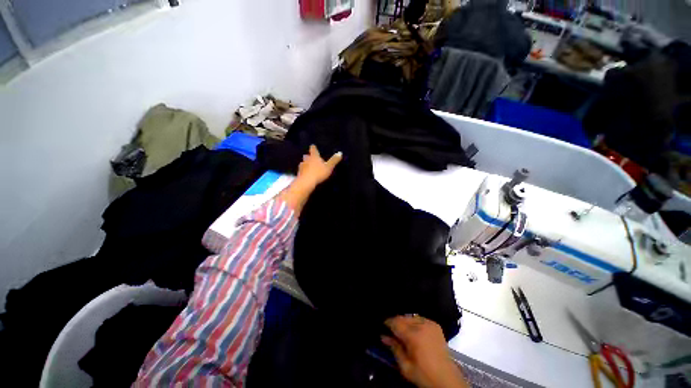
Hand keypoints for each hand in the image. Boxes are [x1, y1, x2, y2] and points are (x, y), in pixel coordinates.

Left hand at [296, 145, 341, 187]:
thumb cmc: (319, 173)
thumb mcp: (329, 167)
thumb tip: (340, 153)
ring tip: (309, 167)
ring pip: (303, 163)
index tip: (313, 146)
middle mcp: (306, 160)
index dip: (313, 148)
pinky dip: (304, 172)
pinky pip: (302, 171)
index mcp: (314, 156)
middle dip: (309, 157)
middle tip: (311, 157)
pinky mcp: (299, 174)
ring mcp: (301, 167)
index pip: (313, 149)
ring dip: (306, 164)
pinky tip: (306, 174)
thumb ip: (334, 160)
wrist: (306, 182)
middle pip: (307, 156)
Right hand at [382, 315, 468, 387]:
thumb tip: (383, 336)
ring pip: (411, 317)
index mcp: (414, 336)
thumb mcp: (405, 367)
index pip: (396, 322)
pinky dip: (414, 322)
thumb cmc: (424, 375)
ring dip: (405, 322)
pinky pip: (420, 319)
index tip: (382, 326)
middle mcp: (422, 325)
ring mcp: (430, 323)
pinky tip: (413, 331)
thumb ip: (394, 348)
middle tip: (391, 331)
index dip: (387, 323)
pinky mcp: (435, 325)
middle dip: (396, 323)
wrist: (447, 379)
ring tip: (402, 332)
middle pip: (403, 318)